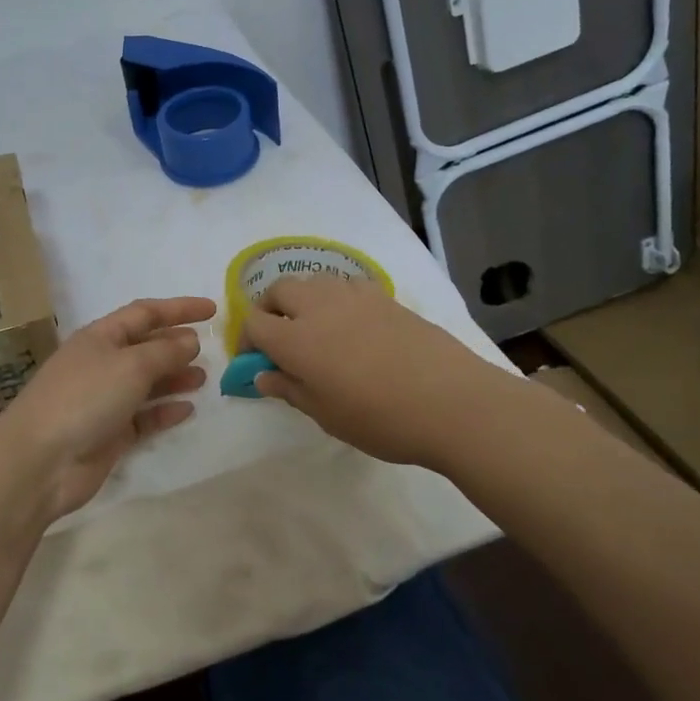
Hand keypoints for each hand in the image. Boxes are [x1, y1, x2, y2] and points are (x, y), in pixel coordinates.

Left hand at [0, 296, 213, 522]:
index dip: (179, 308)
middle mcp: (101, 364)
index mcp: (100, 337)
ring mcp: (103, 400)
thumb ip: (165, 351)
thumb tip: (190, 340)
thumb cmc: (85, 399)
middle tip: (211, 350)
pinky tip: (187, 410)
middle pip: (145, 347)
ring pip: (146, 383)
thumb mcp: (131, 365)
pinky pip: (143, 417)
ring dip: (174, 378)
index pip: (145, 313)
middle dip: (176, 345)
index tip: (212, 310)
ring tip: (203, 379)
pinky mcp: (108, 434)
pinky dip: (164, 411)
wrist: (40, 461)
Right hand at [239, 276, 500, 470]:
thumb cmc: (381, 418)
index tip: (257, 361)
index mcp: (295, 338)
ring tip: (316, 331)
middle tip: (280, 340)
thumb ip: (289, 389)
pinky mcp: (385, 296)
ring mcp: (354, 296)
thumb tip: (263, 374)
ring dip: (303, 300)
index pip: (254, 322)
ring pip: (313, 282)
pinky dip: (336, 299)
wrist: (452, 402)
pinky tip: (353, 326)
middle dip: (270, 310)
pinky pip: (346, 286)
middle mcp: (319, 307)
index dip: (247, 340)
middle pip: (278, 290)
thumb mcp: (326, 415)